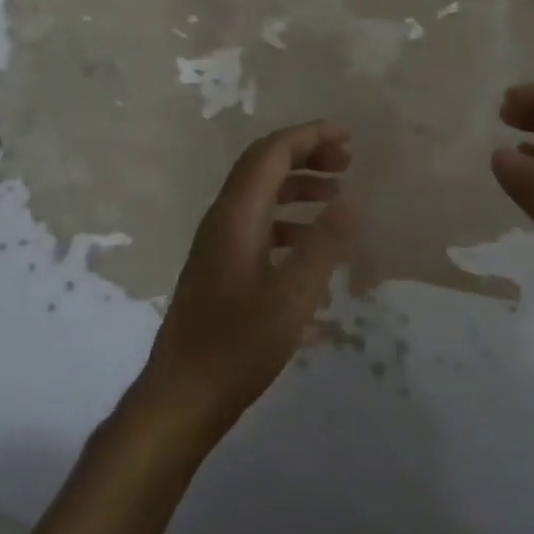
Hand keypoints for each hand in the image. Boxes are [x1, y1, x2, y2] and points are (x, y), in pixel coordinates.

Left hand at [137, 119, 357, 445]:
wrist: (181, 398)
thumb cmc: (237, 347)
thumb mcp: (292, 298)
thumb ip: (324, 245)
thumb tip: (352, 198)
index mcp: (236, 215)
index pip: (272, 152)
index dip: (310, 136)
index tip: (348, 137)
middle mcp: (222, 219)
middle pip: (263, 165)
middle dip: (305, 154)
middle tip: (347, 162)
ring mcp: (217, 243)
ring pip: (259, 194)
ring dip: (297, 185)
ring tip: (336, 195)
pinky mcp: (219, 266)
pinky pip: (256, 223)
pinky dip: (287, 219)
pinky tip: (310, 244)